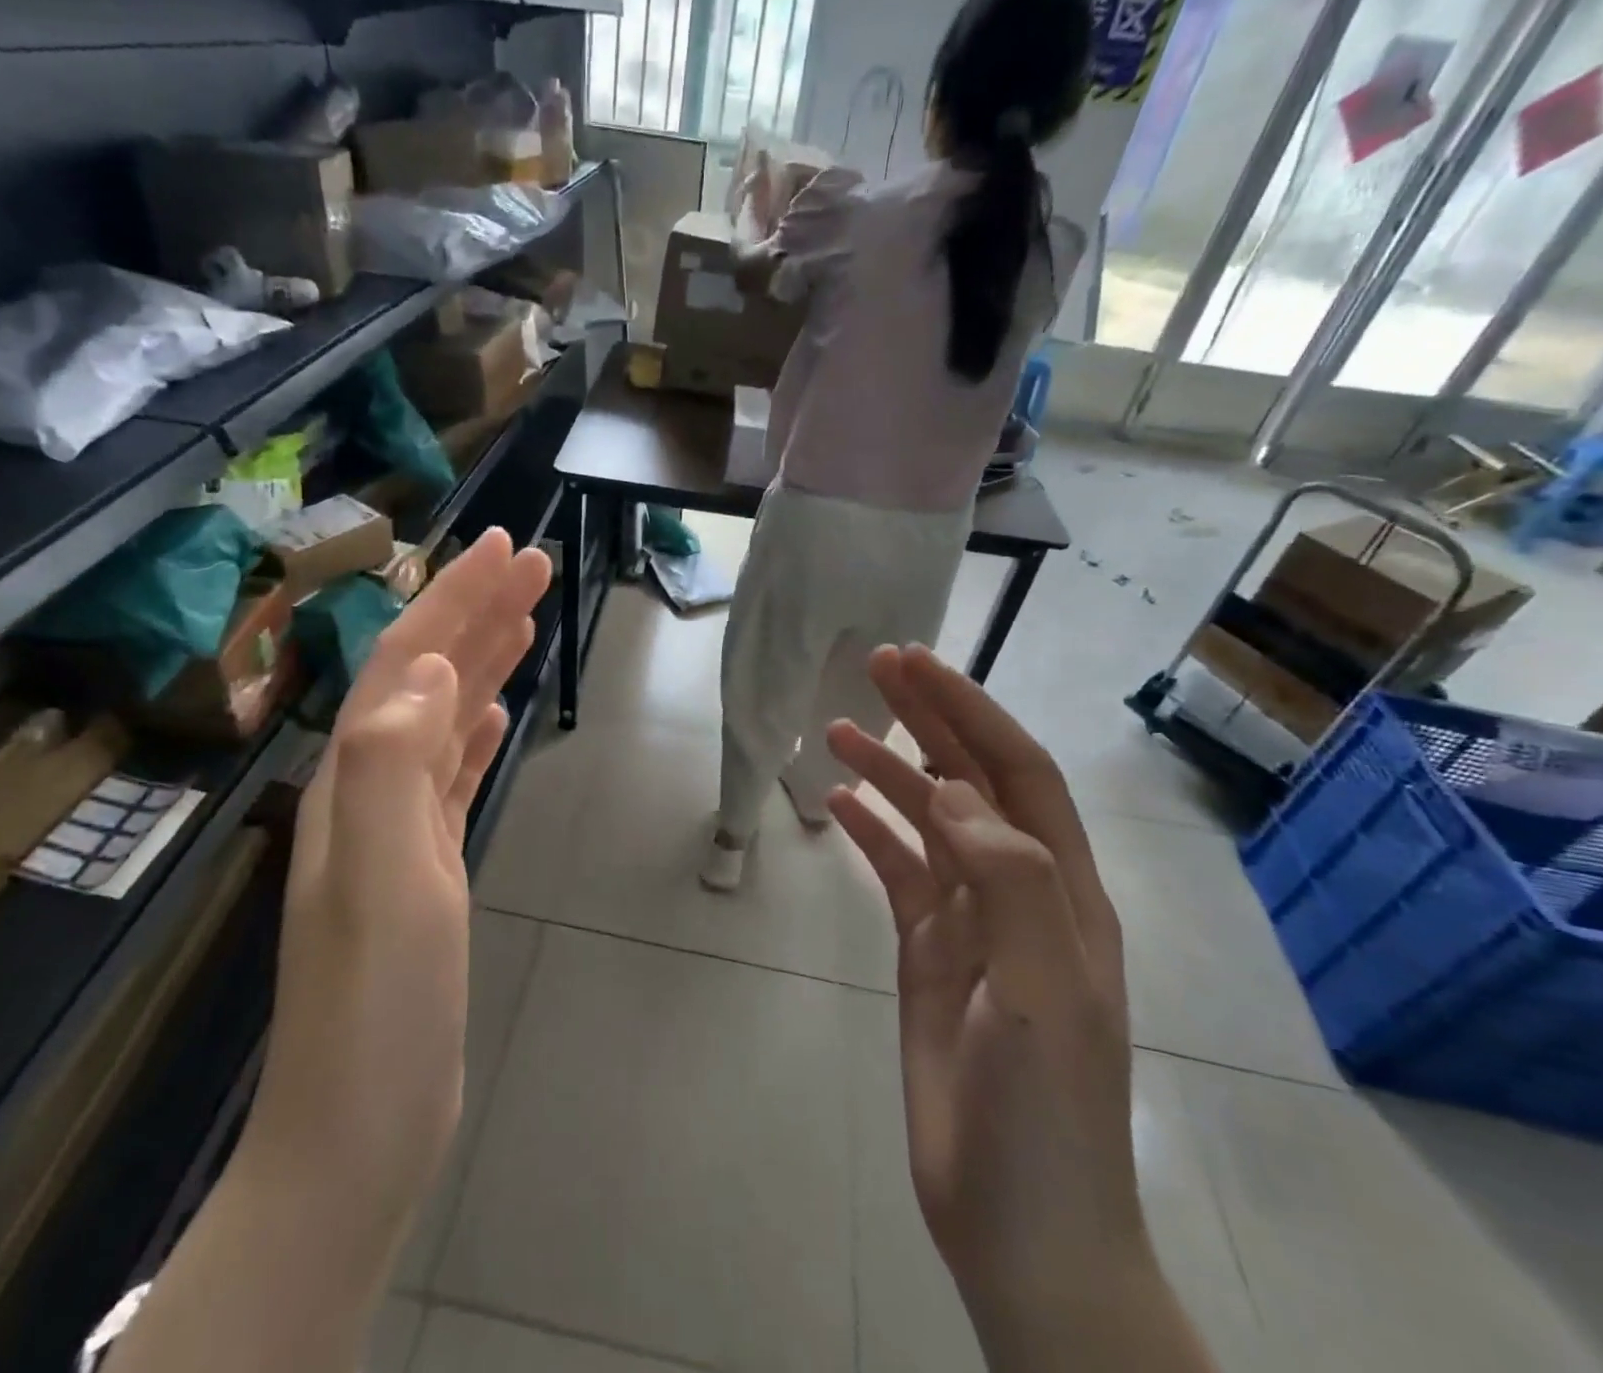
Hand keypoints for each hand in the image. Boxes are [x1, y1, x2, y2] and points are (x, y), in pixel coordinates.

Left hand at [246, 528, 551, 1236]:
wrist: (361, 1126)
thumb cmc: (377, 1002)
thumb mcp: (382, 873)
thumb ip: (393, 761)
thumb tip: (426, 666)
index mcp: (357, 777)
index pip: (408, 660)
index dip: (455, 597)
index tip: (508, 548)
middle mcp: (370, 788)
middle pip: (427, 677)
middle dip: (477, 612)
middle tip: (533, 564)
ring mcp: (398, 829)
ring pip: (443, 718)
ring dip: (481, 662)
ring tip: (524, 620)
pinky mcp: (425, 866)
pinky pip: (450, 774)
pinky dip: (473, 731)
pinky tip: (494, 713)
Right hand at [825, 645, 1144, 1313]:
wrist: (1024, 1230)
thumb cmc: (1046, 1114)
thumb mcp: (1044, 994)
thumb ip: (1009, 883)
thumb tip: (954, 792)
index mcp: (1061, 892)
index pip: (1016, 773)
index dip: (970, 712)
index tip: (916, 666)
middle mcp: (1018, 890)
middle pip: (972, 780)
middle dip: (928, 717)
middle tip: (876, 666)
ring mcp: (970, 921)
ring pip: (929, 819)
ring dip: (888, 768)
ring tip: (835, 729)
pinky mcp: (929, 951)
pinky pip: (899, 870)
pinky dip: (871, 830)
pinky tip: (837, 803)